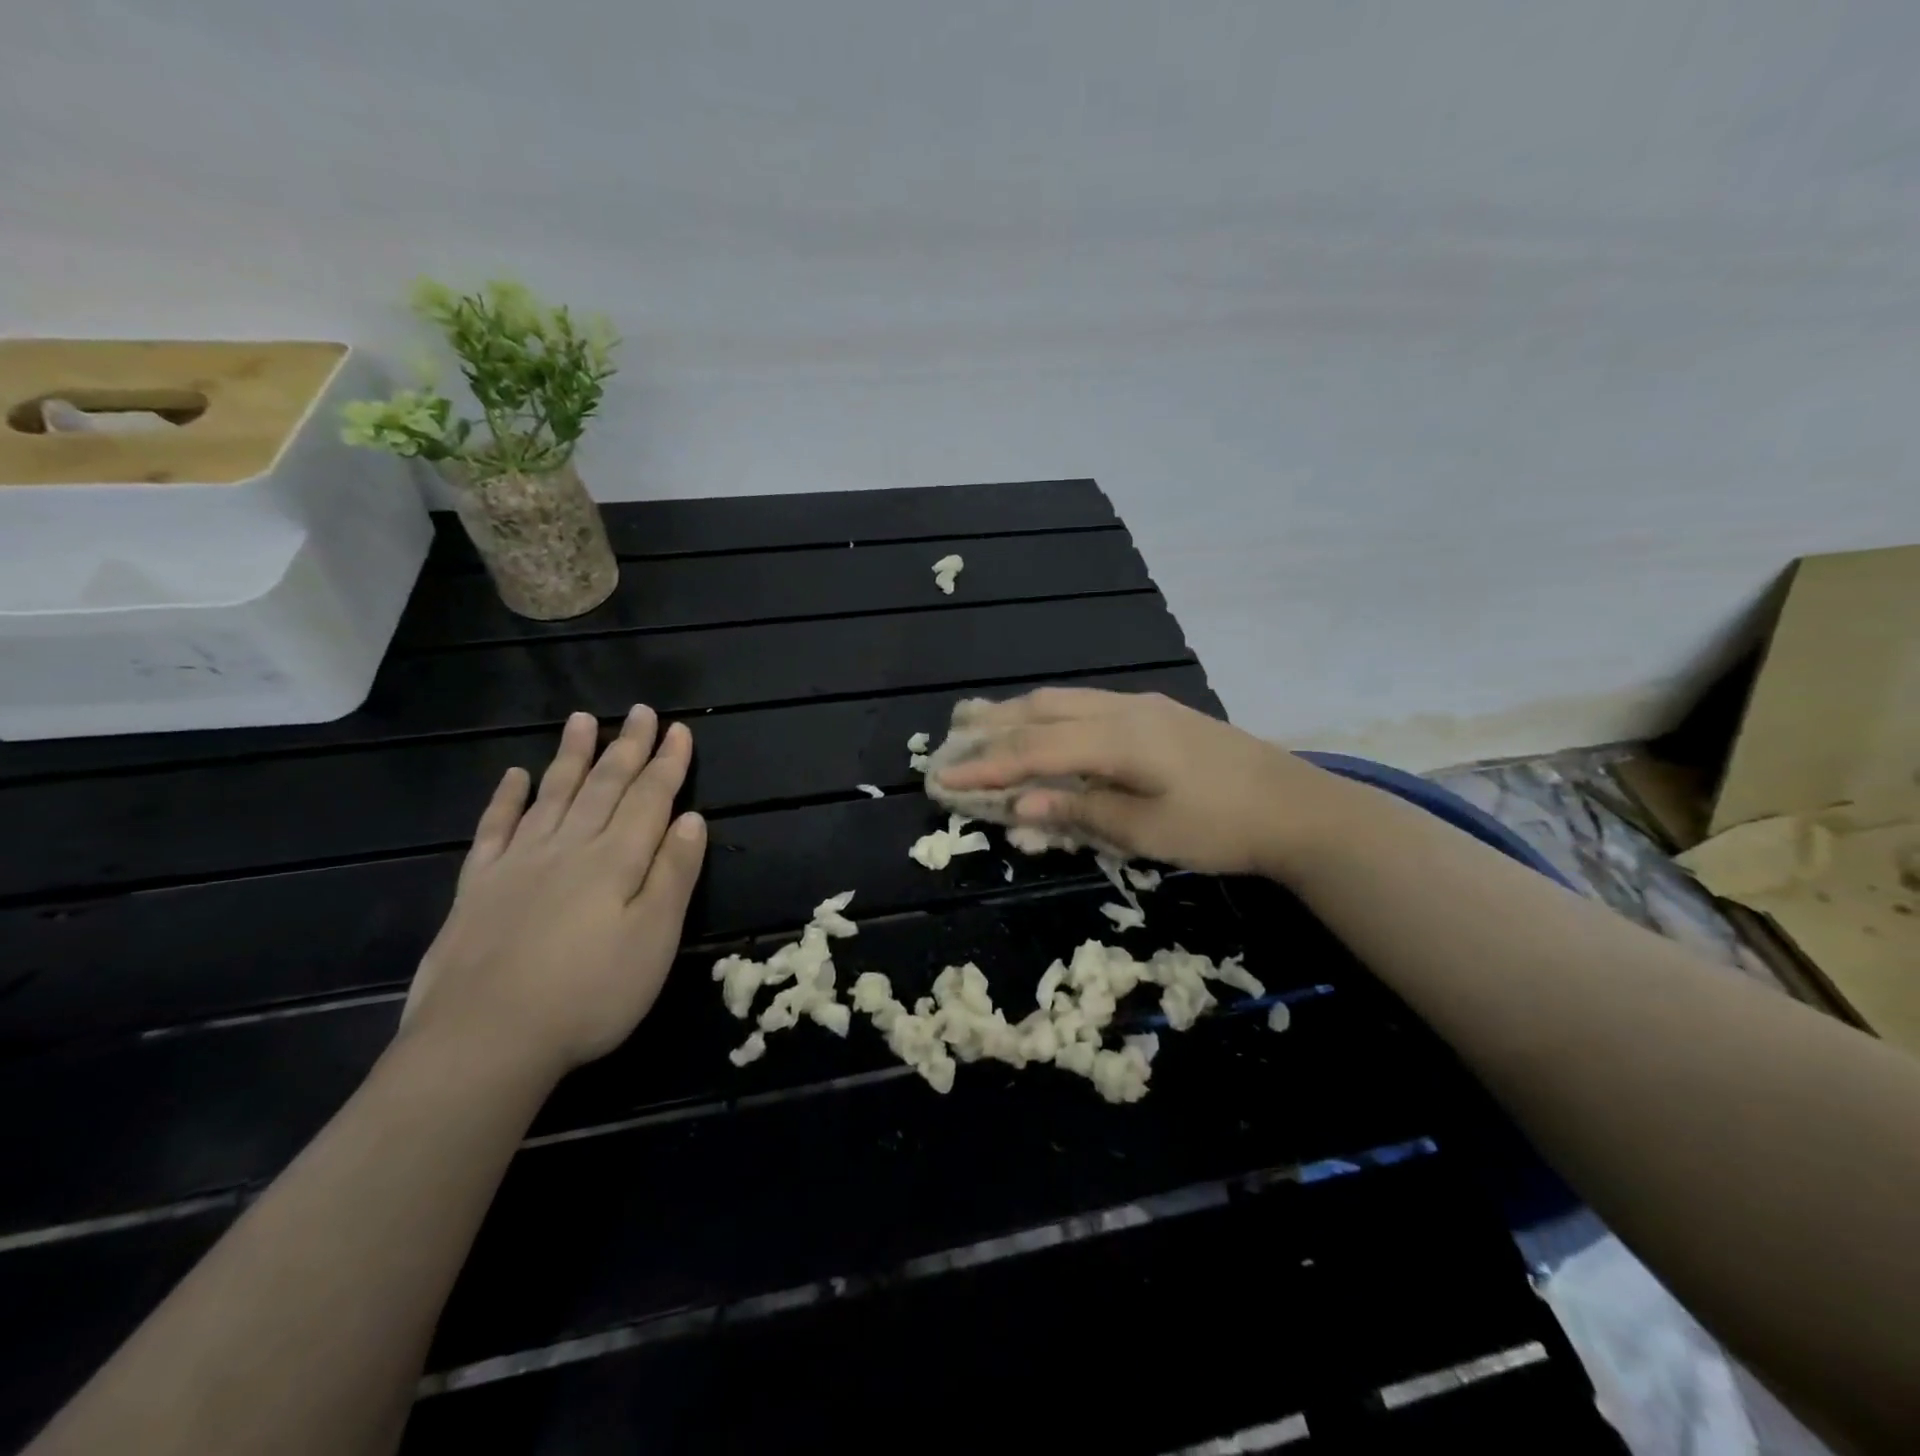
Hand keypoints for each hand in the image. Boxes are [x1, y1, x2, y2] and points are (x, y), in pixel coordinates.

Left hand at [401, 706, 707, 1079]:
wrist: (484, 1040)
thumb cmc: (589, 995)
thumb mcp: (654, 940)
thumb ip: (674, 875)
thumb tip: (693, 820)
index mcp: (616, 861)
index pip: (649, 799)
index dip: (667, 764)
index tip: (680, 730)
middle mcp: (569, 848)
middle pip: (604, 786)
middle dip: (627, 747)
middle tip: (639, 710)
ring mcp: (519, 864)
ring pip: (553, 795)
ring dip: (572, 756)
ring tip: (582, 719)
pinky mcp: (478, 887)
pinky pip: (494, 829)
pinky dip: (506, 799)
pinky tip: (513, 776)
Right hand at [934, 688, 1347, 877]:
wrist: (1300, 808)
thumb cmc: (1222, 827)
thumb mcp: (1147, 831)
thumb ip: (1081, 811)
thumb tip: (1020, 805)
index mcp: (1118, 738)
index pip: (1034, 749)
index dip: (986, 765)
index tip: (943, 778)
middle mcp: (1123, 709)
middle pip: (1041, 711)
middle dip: (991, 727)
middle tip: (949, 739)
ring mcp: (1142, 705)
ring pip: (1063, 701)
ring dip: (1017, 714)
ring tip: (979, 722)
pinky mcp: (1157, 713)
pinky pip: (1085, 705)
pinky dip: (1049, 716)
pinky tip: (1040, 726)